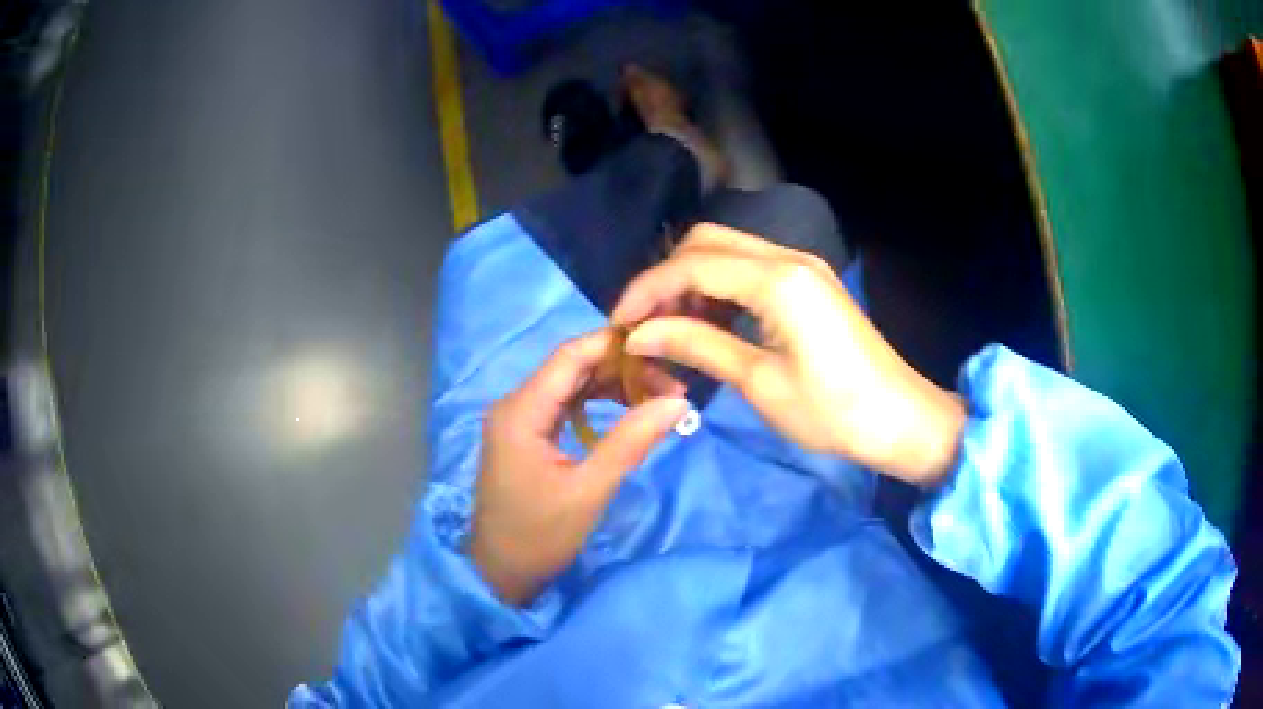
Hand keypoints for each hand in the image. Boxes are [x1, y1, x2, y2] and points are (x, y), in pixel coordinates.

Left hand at [471, 330, 689, 605]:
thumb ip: (631, 441)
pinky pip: (563, 405)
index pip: (571, 356)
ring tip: (657, 398)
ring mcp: (517, 419)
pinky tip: (625, 411)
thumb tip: (678, 401)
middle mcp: (514, 404)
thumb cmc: (539, 536)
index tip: (663, 351)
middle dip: (622, 369)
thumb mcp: (589, 491)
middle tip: (671, 385)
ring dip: (611, 386)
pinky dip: (595, 404)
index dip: (616, 346)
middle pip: (572, 367)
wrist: (500, 573)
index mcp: (521, 411)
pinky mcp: (524, 435)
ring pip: (570, 385)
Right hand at [612, 224, 965, 486]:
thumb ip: (697, 346)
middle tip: (644, 324)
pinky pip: (752, 270)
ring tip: (671, 329)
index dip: (647, 290)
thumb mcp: (759, 382)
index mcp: (777, 280)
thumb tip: (639, 334)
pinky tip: (710, 325)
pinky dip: (721, 289)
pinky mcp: (810, 284)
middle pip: (708, 241)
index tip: (619, 324)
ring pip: (729, 252)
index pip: (693, 264)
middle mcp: (789, 258)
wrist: (901, 420)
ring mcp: (803, 268)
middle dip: (667, 277)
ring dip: (693, 282)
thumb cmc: (833, 412)